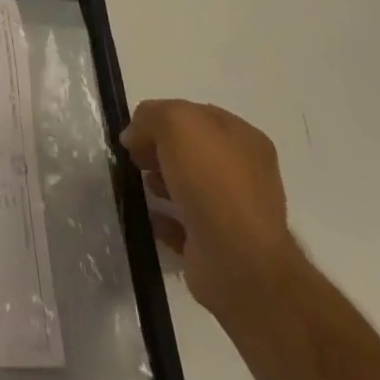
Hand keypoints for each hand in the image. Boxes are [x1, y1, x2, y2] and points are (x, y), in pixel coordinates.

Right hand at [120, 100, 301, 321]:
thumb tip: (134, 136)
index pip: (195, 114)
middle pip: (190, 150)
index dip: (161, 116)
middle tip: (135, 157)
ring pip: (187, 186)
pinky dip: (163, 218)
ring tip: (140, 185)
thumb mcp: (175, 123)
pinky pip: (183, 224)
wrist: (239, 264)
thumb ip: (150, 116)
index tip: (135, 129)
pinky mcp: (219, 246)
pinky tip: (148, 215)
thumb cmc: (212, 181)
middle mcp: (245, 173)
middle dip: (158, 149)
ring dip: (160, 182)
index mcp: (244, 139)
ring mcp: (235, 212)